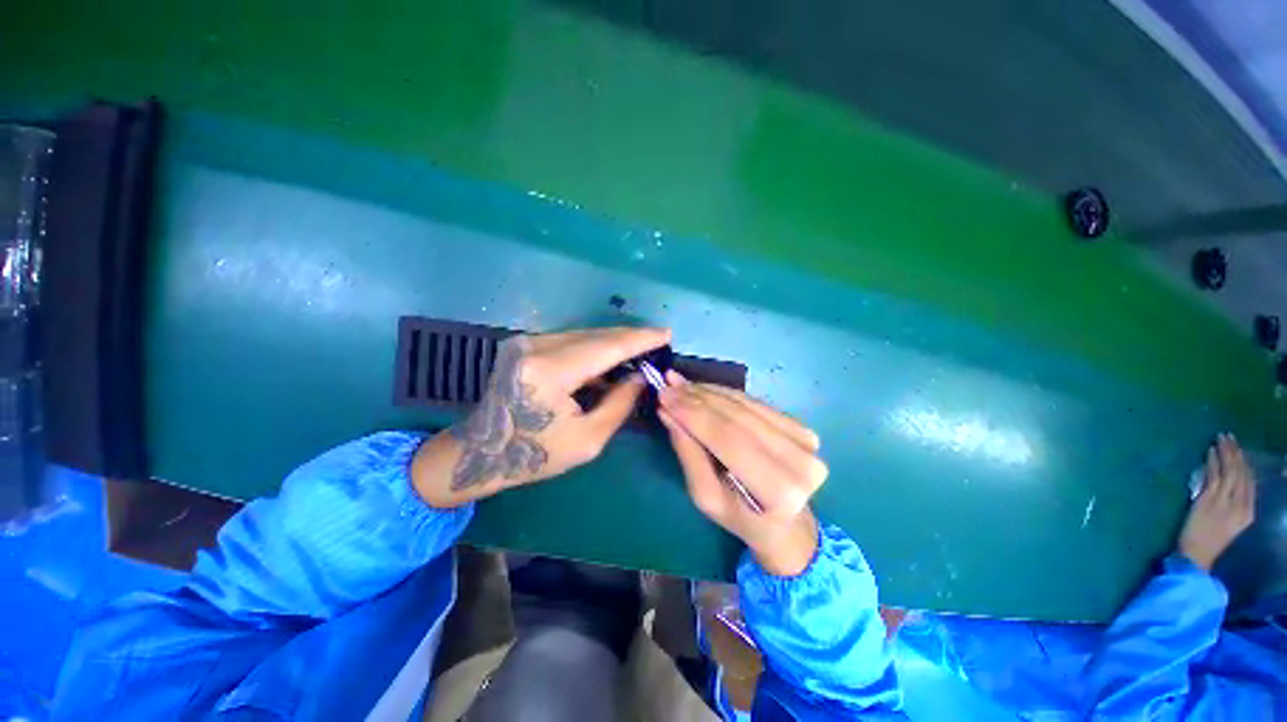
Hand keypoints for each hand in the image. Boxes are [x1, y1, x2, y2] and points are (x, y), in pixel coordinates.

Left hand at [411, 327, 670, 506]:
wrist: (482, 453)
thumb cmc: (536, 455)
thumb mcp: (588, 439)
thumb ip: (619, 403)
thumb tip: (641, 376)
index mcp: (550, 372)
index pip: (607, 347)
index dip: (639, 339)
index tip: (665, 334)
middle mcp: (537, 347)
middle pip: (596, 335)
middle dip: (630, 338)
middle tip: (657, 341)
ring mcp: (527, 343)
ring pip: (584, 335)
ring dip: (613, 342)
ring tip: (640, 350)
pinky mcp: (525, 345)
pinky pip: (571, 340)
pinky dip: (594, 347)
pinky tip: (611, 358)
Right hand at [657, 373, 827, 575]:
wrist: (786, 522)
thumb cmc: (740, 517)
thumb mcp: (705, 496)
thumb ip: (688, 453)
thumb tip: (667, 412)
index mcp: (777, 491)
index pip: (728, 439)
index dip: (693, 414)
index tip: (664, 395)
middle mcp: (799, 463)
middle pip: (737, 418)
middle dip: (697, 398)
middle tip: (668, 385)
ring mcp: (806, 442)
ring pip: (745, 405)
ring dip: (709, 392)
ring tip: (681, 384)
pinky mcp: (804, 428)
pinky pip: (755, 403)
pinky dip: (725, 394)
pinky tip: (703, 389)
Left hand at [1178, 434, 1256, 570]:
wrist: (1197, 555)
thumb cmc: (1211, 540)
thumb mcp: (1230, 521)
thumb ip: (1231, 504)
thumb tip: (1226, 482)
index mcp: (1248, 512)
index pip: (1250, 483)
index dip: (1246, 464)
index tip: (1241, 450)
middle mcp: (1239, 505)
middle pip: (1241, 473)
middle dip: (1236, 453)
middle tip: (1230, 437)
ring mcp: (1223, 502)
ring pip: (1228, 471)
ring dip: (1225, 452)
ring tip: (1222, 438)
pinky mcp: (1207, 500)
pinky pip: (1212, 476)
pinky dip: (1212, 462)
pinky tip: (1210, 451)